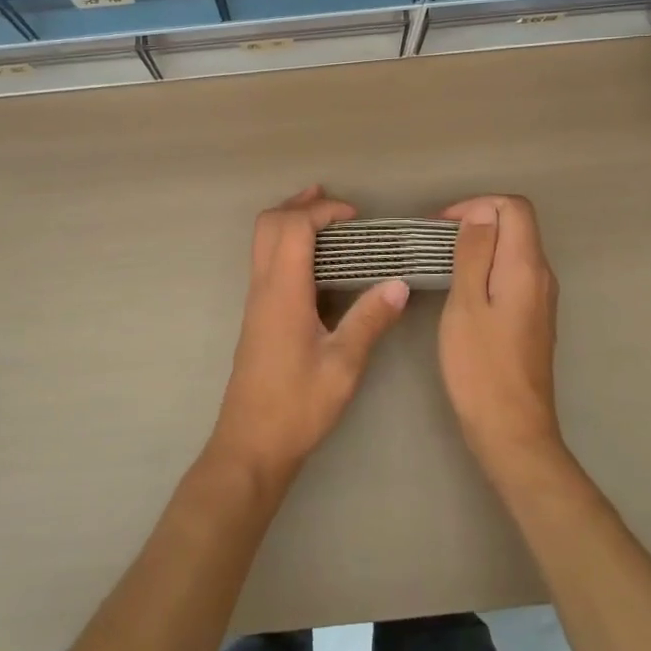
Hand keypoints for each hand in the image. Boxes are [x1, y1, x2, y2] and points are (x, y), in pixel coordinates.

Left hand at [208, 187, 408, 486]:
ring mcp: (255, 301)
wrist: (251, 445)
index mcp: (283, 292)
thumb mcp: (343, 366)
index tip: (356, 217)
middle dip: (300, 205)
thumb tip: (399, 284)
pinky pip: (266, 261)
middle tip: (335, 205)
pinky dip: (288, 244)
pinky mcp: (257, 315)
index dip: (322, 211)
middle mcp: (263, 288)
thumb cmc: (297, 406)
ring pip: (263, 241)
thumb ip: (370, 321)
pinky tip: (316, 262)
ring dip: (291, 221)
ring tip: (326, 219)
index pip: (293, 228)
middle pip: (268, 224)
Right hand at [437, 195, 564, 476]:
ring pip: (514, 250)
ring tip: (443, 261)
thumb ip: (475, 253)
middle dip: (477, 221)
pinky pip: (513, 274)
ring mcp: (541, 299)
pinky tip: (462, 288)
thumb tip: (481, 212)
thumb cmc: (480, 367)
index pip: (514, 207)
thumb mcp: (466, 304)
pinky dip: (487, 267)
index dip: (478, 204)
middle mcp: (542, 276)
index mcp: (527, 267)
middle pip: (517, 225)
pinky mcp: (533, 318)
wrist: (511, 430)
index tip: (442, 225)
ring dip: (481, 245)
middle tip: (436, 241)